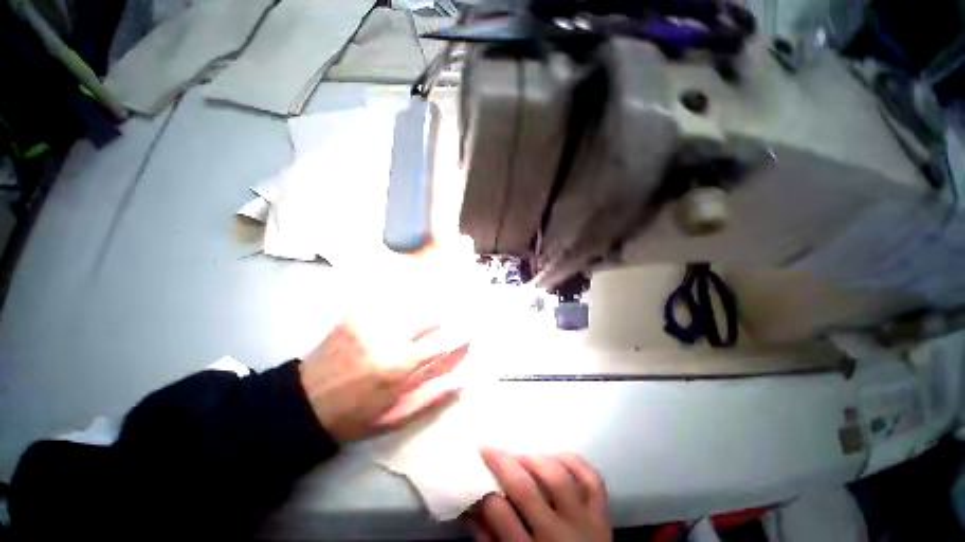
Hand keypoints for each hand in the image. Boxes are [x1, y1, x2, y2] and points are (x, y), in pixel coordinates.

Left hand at [299, 320, 468, 441]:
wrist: (304, 403)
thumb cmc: (353, 416)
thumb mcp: (394, 417)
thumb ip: (431, 396)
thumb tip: (461, 379)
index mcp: (396, 368)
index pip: (440, 343)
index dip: (458, 338)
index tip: (467, 336)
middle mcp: (385, 339)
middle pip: (428, 318)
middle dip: (443, 321)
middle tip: (450, 323)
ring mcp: (368, 323)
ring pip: (411, 307)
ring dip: (425, 311)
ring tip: (431, 315)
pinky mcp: (355, 315)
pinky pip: (390, 304)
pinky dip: (404, 306)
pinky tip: (407, 311)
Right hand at [469, 449, 610, 541]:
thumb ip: (490, 541)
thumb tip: (472, 506)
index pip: (501, 515)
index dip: (485, 493)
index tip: (477, 474)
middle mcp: (557, 537)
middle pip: (526, 490)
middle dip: (503, 464)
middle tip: (488, 448)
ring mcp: (585, 523)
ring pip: (558, 478)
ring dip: (535, 460)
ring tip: (521, 456)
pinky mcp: (603, 515)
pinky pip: (592, 480)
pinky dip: (574, 462)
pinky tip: (556, 457)